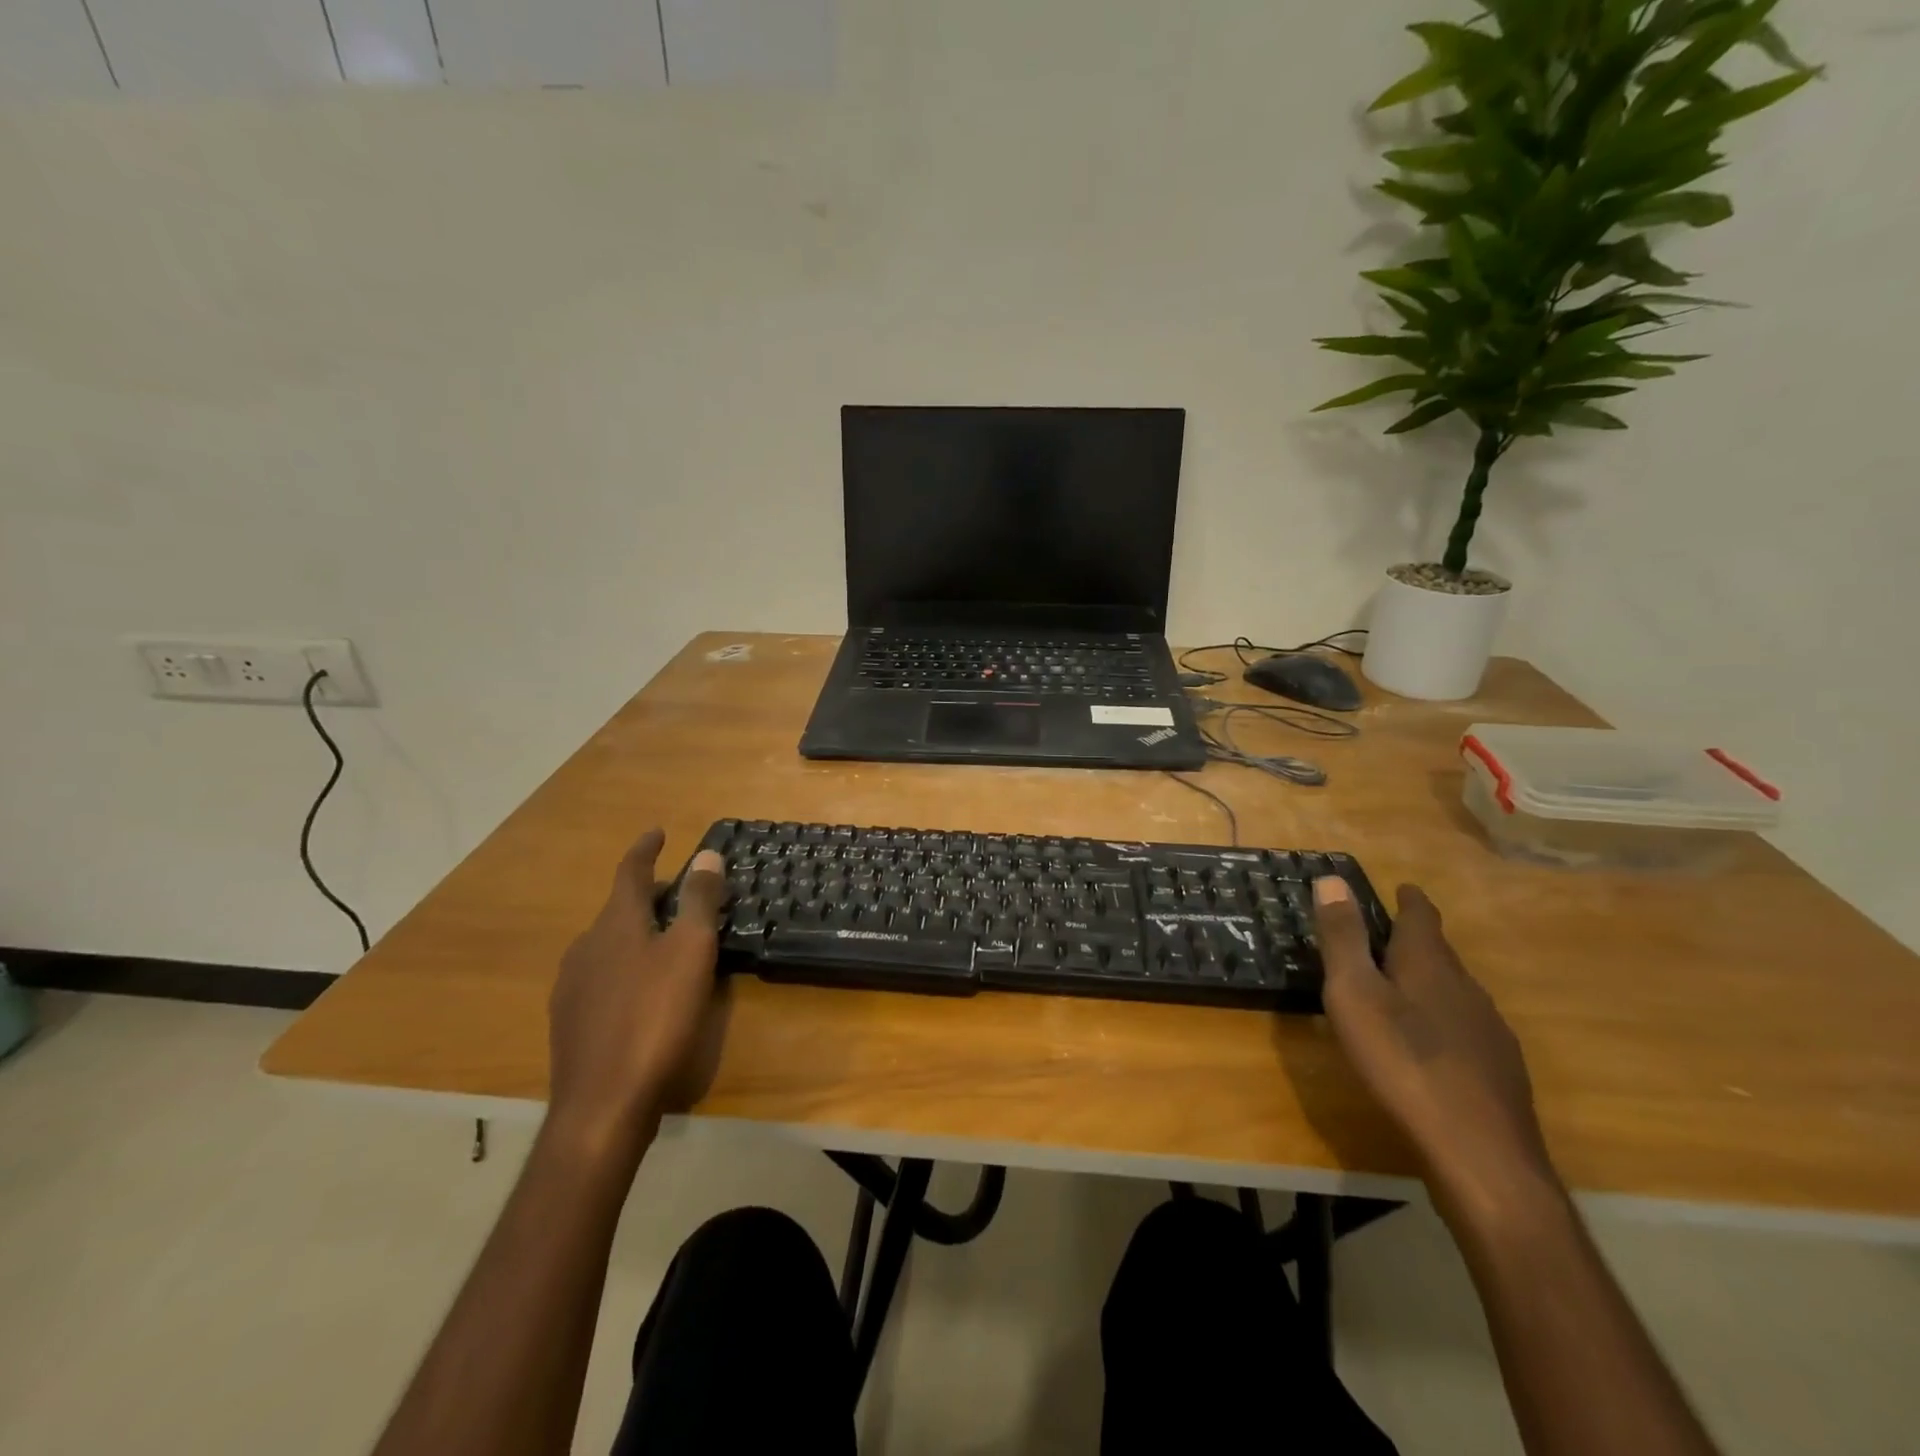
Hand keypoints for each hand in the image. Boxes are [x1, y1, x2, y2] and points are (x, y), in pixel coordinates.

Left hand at [547, 830, 729, 1156]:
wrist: (602, 1104)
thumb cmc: (655, 1018)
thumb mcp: (691, 953)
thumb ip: (698, 901)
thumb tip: (706, 854)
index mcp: (616, 924)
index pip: (630, 872)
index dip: (645, 850)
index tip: (657, 832)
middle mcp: (586, 946)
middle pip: (620, 908)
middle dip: (649, 896)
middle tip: (681, 896)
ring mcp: (571, 986)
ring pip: (609, 944)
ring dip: (637, 933)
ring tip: (666, 943)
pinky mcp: (570, 1022)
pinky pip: (601, 976)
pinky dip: (625, 967)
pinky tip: (641, 992)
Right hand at [1312, 878, 1557, 1222]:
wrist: (1480, 1155)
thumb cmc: (1402, 1062)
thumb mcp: (1354, 995)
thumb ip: (1343, 938)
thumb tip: (1332, 879)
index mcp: (1428, 964)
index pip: (1421, 917)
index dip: (1409, 900)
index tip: (1401, 888)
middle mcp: (1465, 988)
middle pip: (1439, 953)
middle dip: (1415, 940)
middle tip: (1385, 937)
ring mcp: (1488, 1031)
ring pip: (1454, 991)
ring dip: (1428, 981)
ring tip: (1400, 988)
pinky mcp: (1498, 1071)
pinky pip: (1465, 1027)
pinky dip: (1442, 1020)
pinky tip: (1430, 1045)